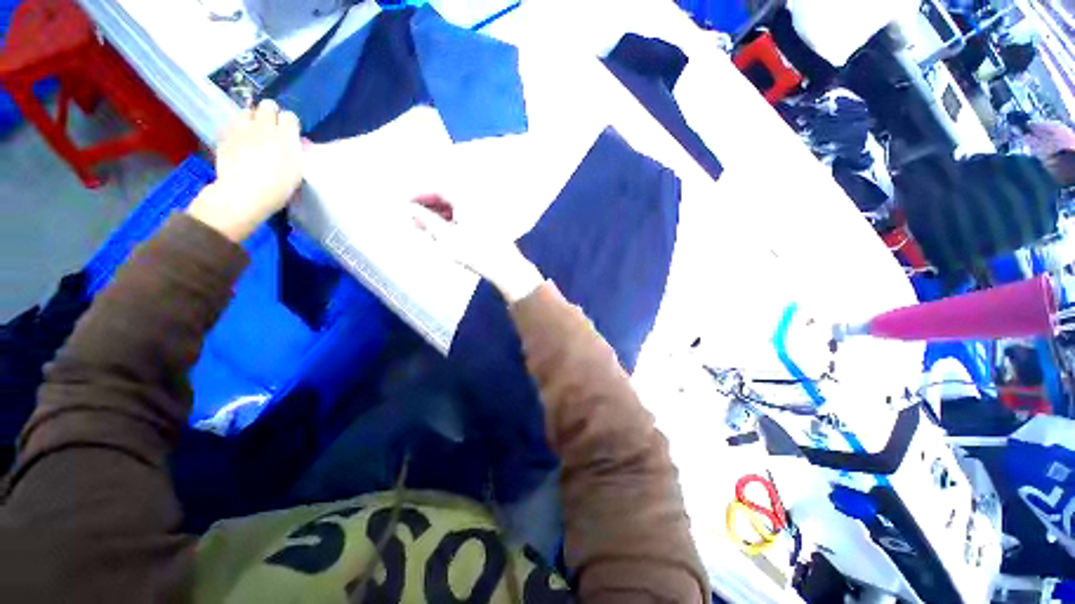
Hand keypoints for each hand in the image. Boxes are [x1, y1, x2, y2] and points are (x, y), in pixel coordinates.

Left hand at [187, 100, 303, 241]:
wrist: (244, 194)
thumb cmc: (278, 188)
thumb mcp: (296, 172)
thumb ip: (296, 152)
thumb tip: (296, 143)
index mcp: (286, 137)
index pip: (290, 117)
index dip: (290, 124)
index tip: (290, 134)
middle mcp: (264, 127)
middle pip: (268, 105)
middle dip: (270, 114)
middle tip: (271, 128)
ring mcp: (242, 129)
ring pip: (247, 111)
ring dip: (251, 119)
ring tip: (252, 133)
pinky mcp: (225, 136)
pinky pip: (231, 125)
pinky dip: (236, 129)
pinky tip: (238, 141)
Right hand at [410, 195, 543, 302]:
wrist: (504, 267)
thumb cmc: (476, 252)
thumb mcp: (447, 237)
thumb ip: (427, 221)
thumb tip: (412, 209)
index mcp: (466, 200)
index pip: (438, 190)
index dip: (420, 195)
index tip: (406, 203)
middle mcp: (475, 203)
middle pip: (447, 199)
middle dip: (428, 208)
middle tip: (413, 219)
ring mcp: (482, 215)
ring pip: (455, 210)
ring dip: (438, 217)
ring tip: (424, 229)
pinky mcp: (486, 226)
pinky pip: (463, 218)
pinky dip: (451, 224)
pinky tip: (442, 235)